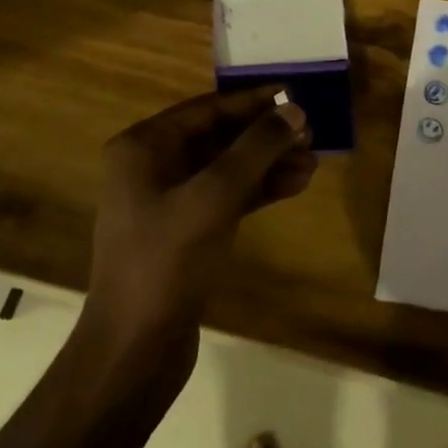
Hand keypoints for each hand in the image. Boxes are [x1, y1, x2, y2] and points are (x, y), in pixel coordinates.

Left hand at [86, 86, 314, 364]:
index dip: (253, 101)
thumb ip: (256, 148)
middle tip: (311, 134)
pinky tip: (295, 185)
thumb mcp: (214, 196)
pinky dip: (259, 189)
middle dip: (266, 136)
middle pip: (220, 137)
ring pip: (228, 168)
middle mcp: (152, 166)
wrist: (134, 351)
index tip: (295, 95)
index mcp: (143, 147)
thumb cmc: (166, 261)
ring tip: (312, 163)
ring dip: (269, 163)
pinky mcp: (186, 231)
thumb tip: (294, 109)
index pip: (208, 109)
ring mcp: (168, 201)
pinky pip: (227, 196)